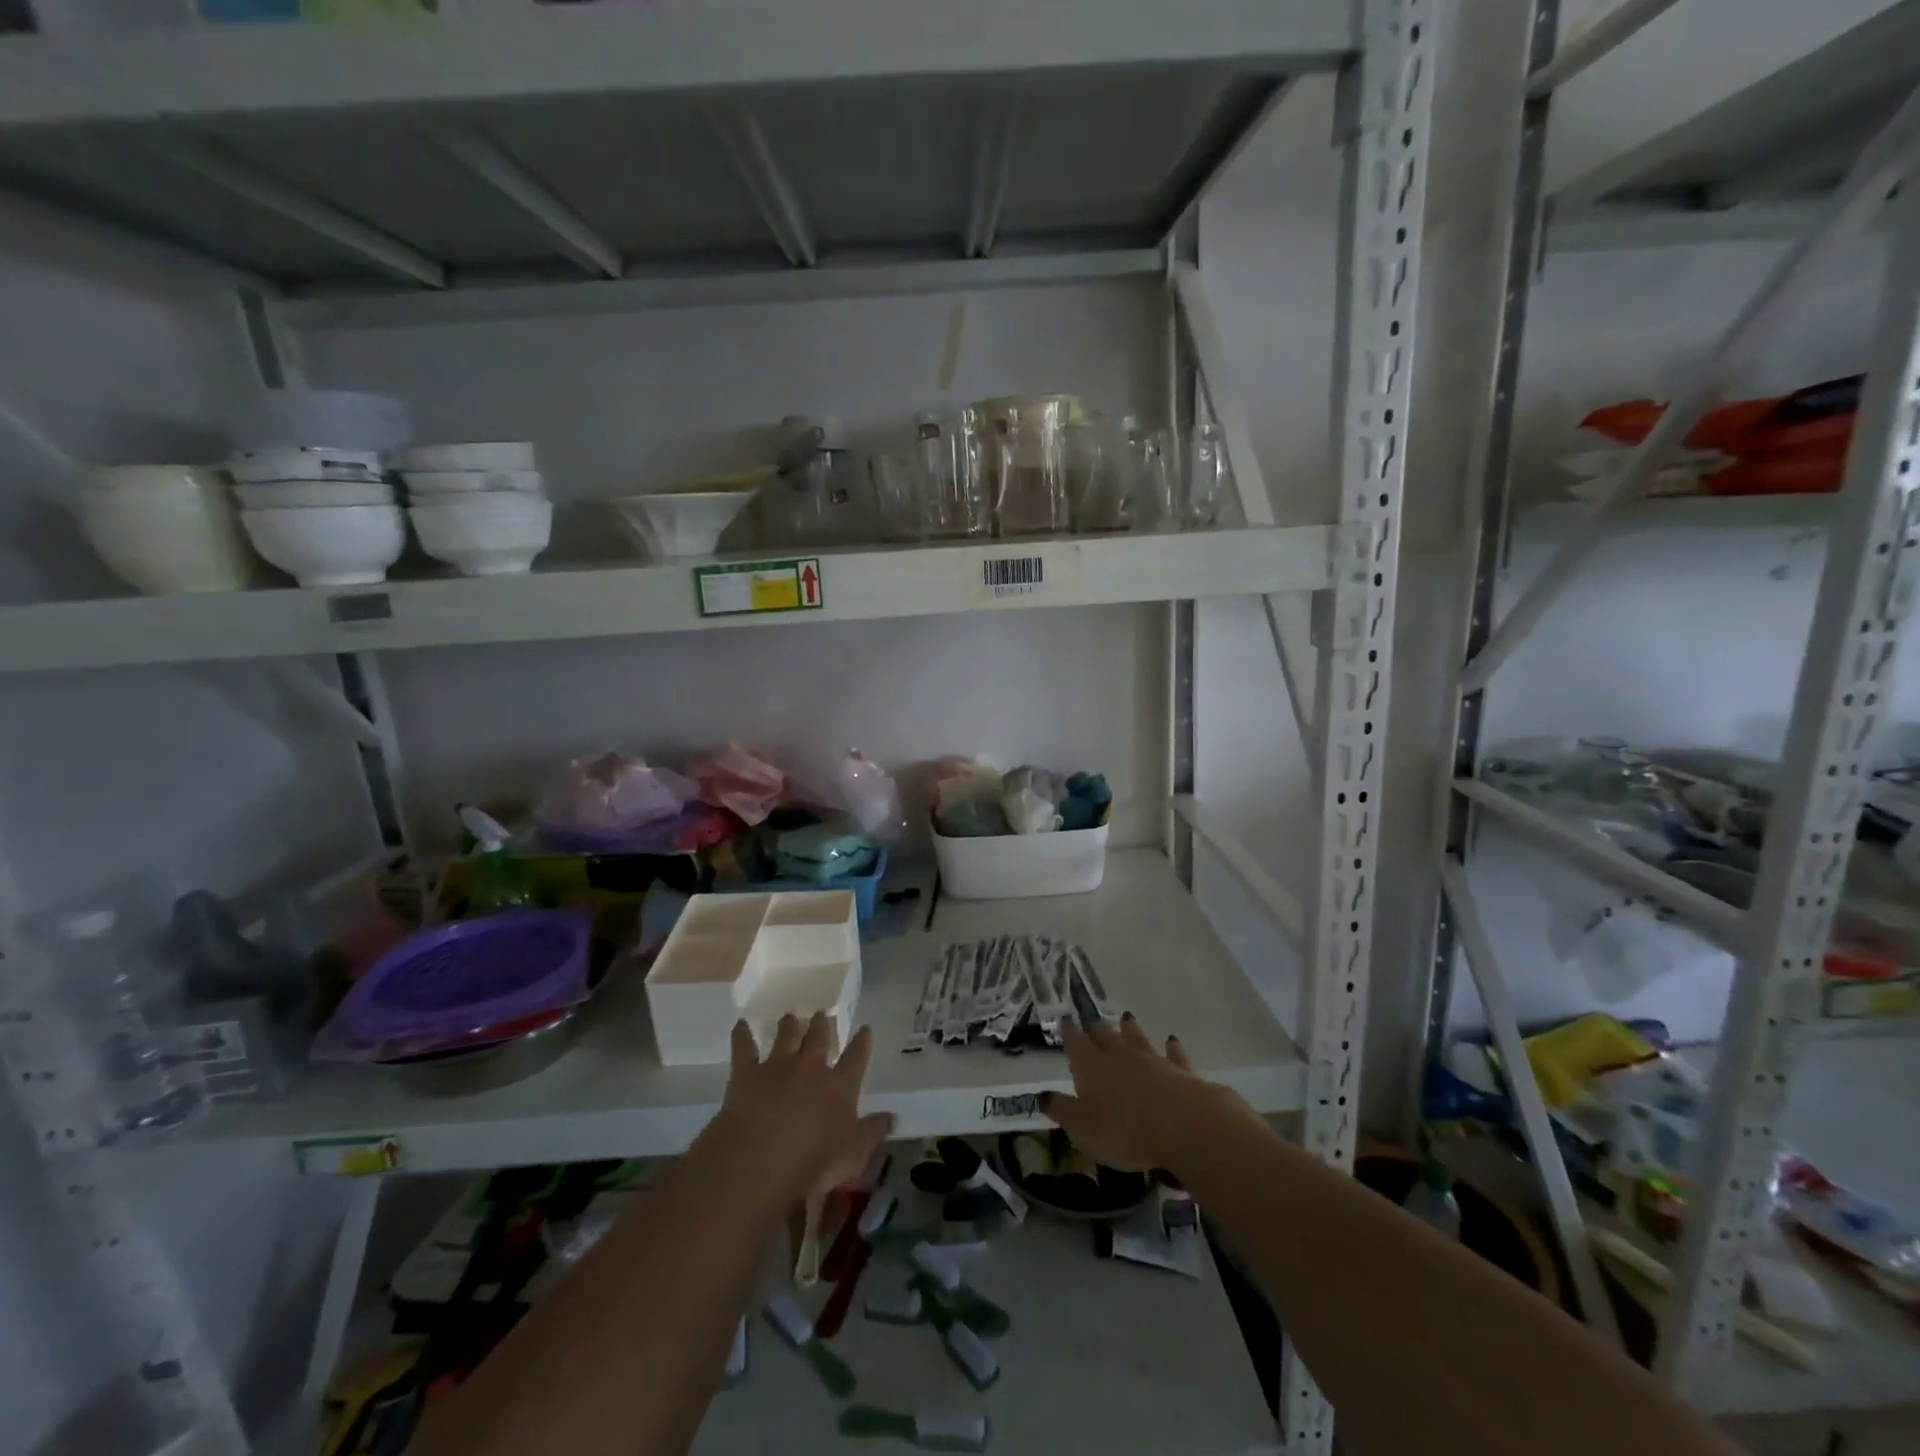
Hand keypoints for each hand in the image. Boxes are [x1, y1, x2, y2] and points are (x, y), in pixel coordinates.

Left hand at [712, 1013, 893, 1200]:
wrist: (762, 1157)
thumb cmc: (815, 1159)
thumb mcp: (854, 1152)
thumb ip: (873, 1131)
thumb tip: (894, 1117)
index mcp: (840, 1085)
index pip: (856, 1058)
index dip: (862, 1043)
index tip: (865, 1029)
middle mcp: (811, 1067)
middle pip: (819, 1038)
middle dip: (821, 1025)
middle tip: (821, 1013)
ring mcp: (778, 1066)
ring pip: (786, 1036)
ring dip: (789, 1025)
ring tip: (790, 1016)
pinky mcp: (747, 1074)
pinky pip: (744, 1048)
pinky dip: (741, 1035)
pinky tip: (740, 1024)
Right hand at [1042, 1014, 1247, 1170]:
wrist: (1183, 1124)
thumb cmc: (1124, 1130)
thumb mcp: (1082, 1128)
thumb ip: (1062, 1110)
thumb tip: (1042, 1096)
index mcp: (1092, 1067)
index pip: (1076, 1045)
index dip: (1069, 1033)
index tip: (1064, 1019)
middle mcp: (1120, 1057)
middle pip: (1106, 1037)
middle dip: (1096, 1029)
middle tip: (1092, 1020)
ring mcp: (1152, 1061)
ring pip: (1138, 1039)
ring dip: (1131, 1029)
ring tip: (1126, 1017)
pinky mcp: (1181, 1072)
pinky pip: (1173, 1055)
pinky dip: (1171, 1048)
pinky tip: (1171, 1041)